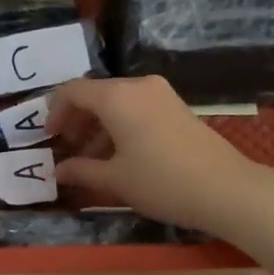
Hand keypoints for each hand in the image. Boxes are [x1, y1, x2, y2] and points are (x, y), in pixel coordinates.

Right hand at [48, 75, 273, 274]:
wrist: (225, 188)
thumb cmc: (161, 182)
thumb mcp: (115, 180)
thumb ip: (81, 170)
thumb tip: (58, 170)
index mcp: (117, 96)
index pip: (73, 90)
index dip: (55, 112)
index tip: (48, 137)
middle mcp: (138, 85)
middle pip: (96, 94)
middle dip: (77, 120)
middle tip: (67, 149)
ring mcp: (161, 94)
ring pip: (117, 102)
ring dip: (98, 126)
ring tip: (90, 160)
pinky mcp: (176, 107)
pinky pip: (137, 108)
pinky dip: (120, 126)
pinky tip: (119, 156)